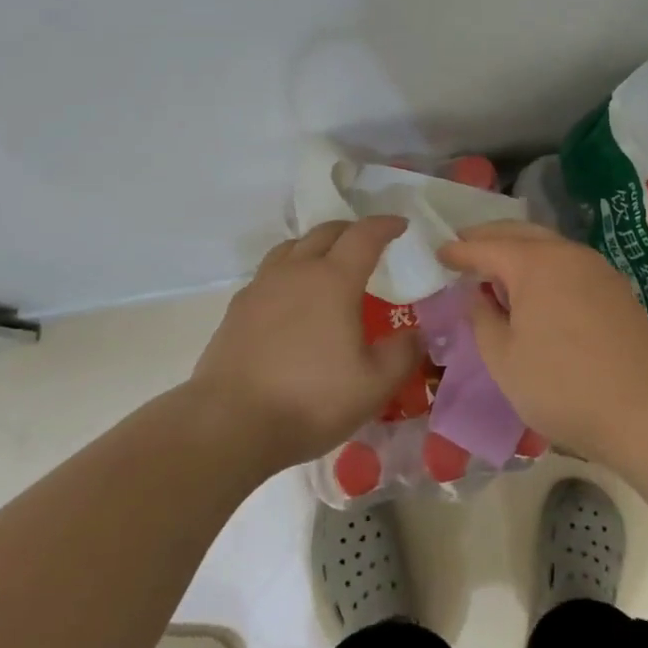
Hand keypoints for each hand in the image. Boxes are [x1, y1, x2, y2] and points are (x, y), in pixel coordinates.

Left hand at [190, 217, 416, 473]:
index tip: (400, 225)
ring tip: (327, 263)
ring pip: (291, 247)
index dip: (385, 225)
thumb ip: (403, 353)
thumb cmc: (310, 399)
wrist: (230, 423)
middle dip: (351, 230)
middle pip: (325, 232)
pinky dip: (289, 271)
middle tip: (367, 242)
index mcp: (334, 280)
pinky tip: (291, 298)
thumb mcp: (374, 385)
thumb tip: (417, 332)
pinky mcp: (237, 308)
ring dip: (315, 245)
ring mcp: (261, 287)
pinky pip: (269, 273)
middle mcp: (296, 271)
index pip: (364, 235)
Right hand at [437, 222, 647, 465]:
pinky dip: (544, 264)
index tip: (438, 252)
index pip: (486, 247)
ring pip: (549, 245)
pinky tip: (537, 287)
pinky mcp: (616, 289)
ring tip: (497, 267)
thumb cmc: (562, 386)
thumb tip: (477, 295)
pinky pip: (569, 263)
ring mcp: (597, 268)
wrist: (646, 411)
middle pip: (520, 232)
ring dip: (519, 248)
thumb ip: (482, 319)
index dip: (459, 250)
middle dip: (489, 237)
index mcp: (535, 263)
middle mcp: (567, 254)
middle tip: (464, 247)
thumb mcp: (504, 360)